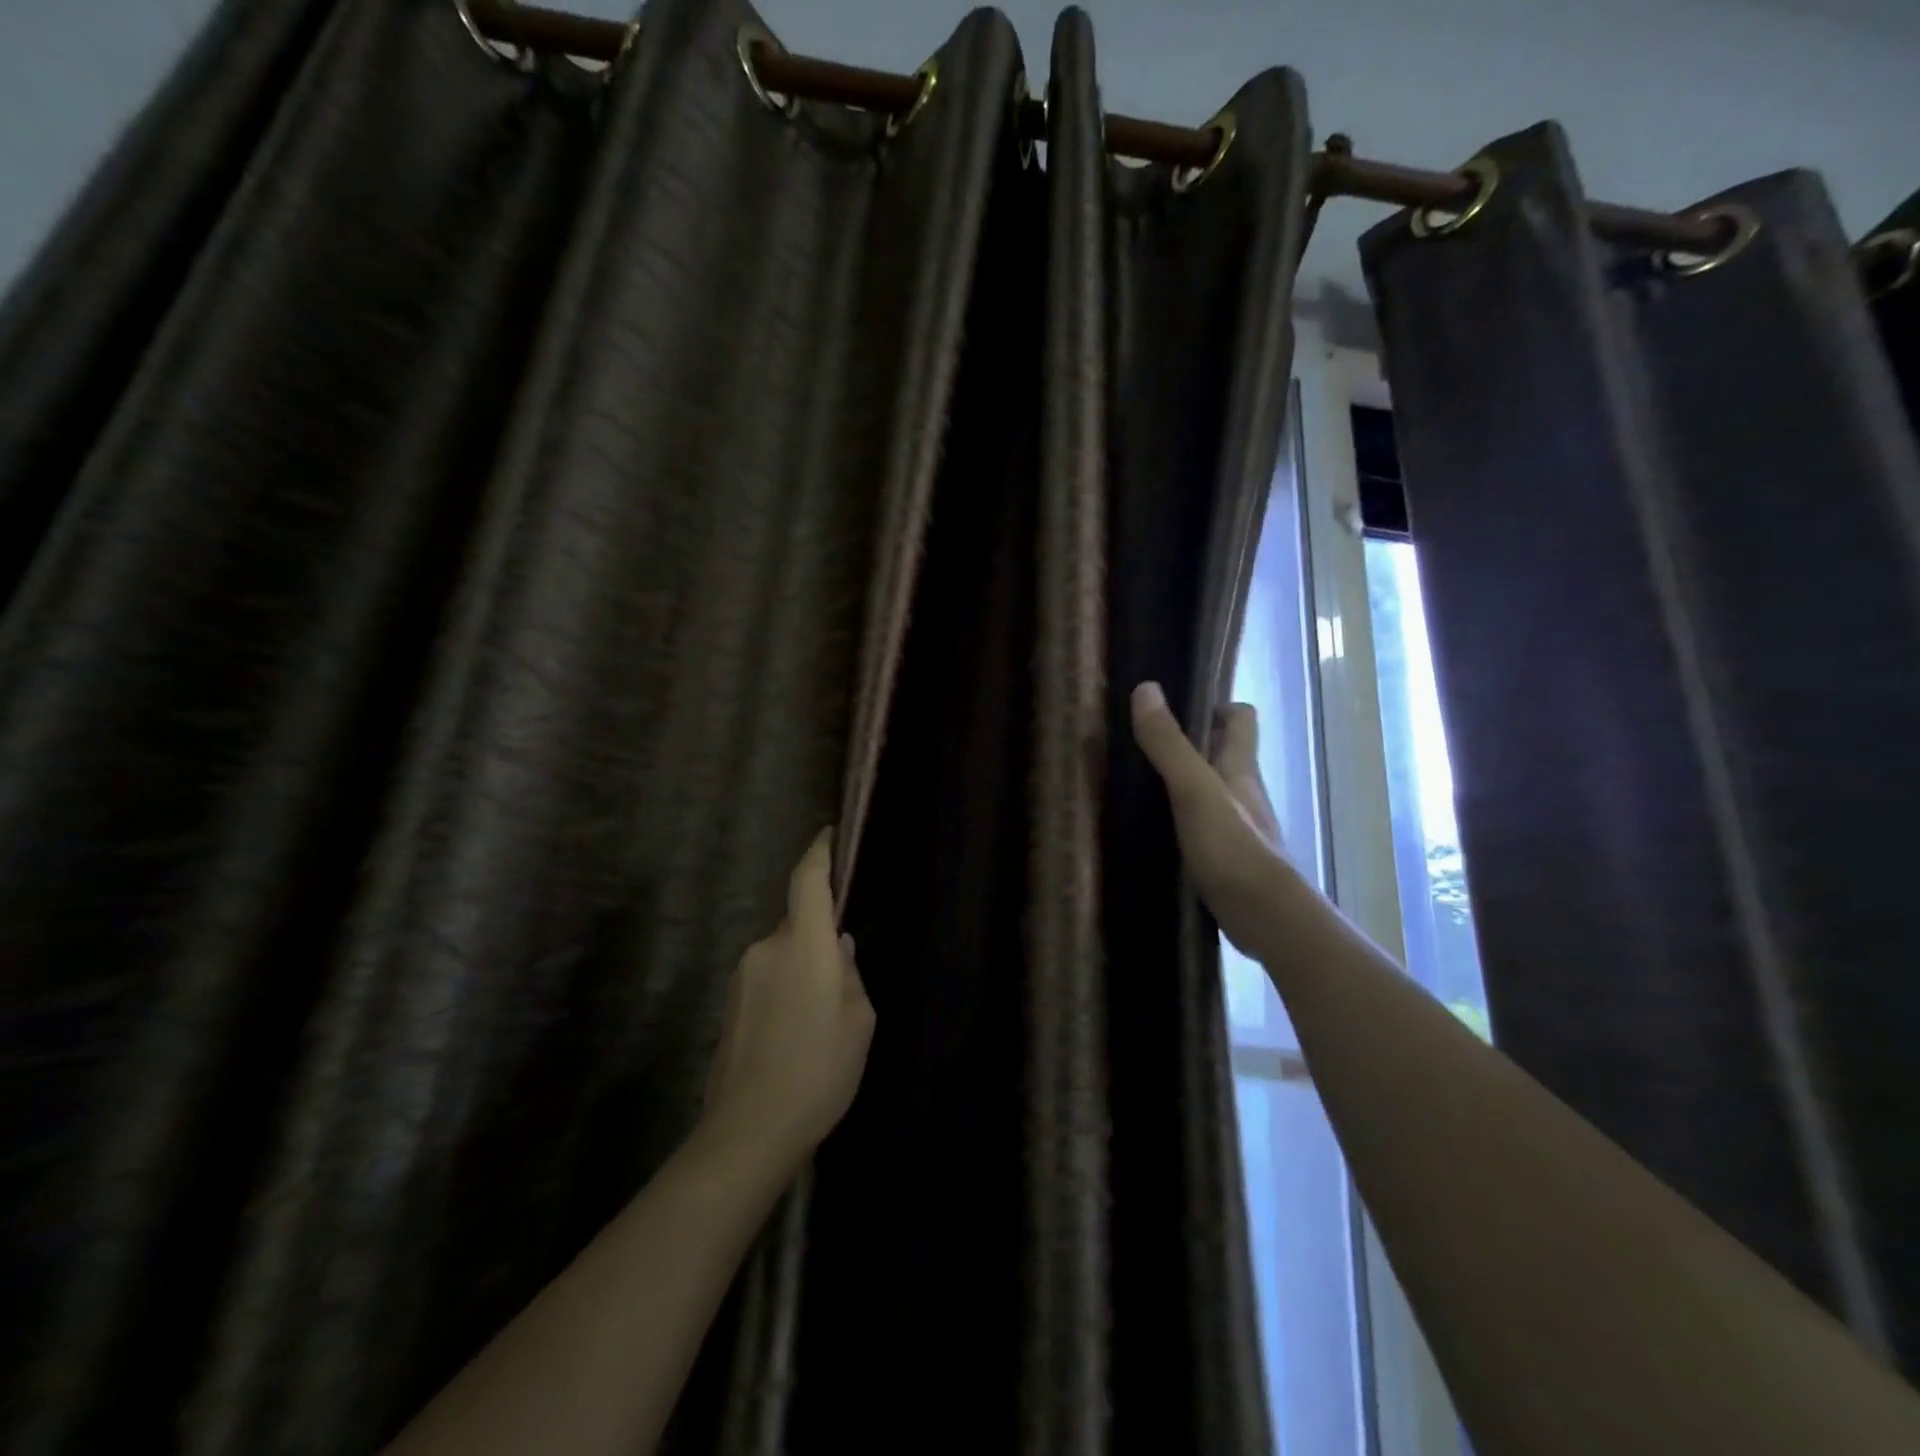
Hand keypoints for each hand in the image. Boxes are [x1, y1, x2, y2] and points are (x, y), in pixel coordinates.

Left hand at [700, 830, 875, 1176]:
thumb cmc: (819, 1071)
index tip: (828, 833)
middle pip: (799, 922)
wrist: (749, 1131)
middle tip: (843, 984)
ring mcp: (743, 975)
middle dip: (821, 939)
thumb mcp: (858, 1022)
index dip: (819, 852)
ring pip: (785, 953)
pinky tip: (797, 1034)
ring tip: (821, 1020)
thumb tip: (839, 948)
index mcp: (803, 946)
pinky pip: (769, 977)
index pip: (807, 880)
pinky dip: (787, 989)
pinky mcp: (730, 1002)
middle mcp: (767, 948)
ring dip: (804, 969)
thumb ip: (850, 974)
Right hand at [1131, 681, 1286, 956]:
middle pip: (1223, 754)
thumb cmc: (1233, 846)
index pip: (1241, 718)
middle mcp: (1243, 792)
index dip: (1217, 705)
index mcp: (1241, 768)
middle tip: (1144, 742)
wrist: (1264, 917)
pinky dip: (1182, 820)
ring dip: (1183, 783)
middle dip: (1191, 743)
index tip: (1180, 705)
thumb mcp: (1193, 789)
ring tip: (1139, 783)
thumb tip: (1146, 689)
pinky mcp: (1226, 858)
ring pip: (1211, 792)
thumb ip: (1169, 744)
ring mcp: (1237, 827)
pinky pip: (1203, 826)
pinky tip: (1153, 828)